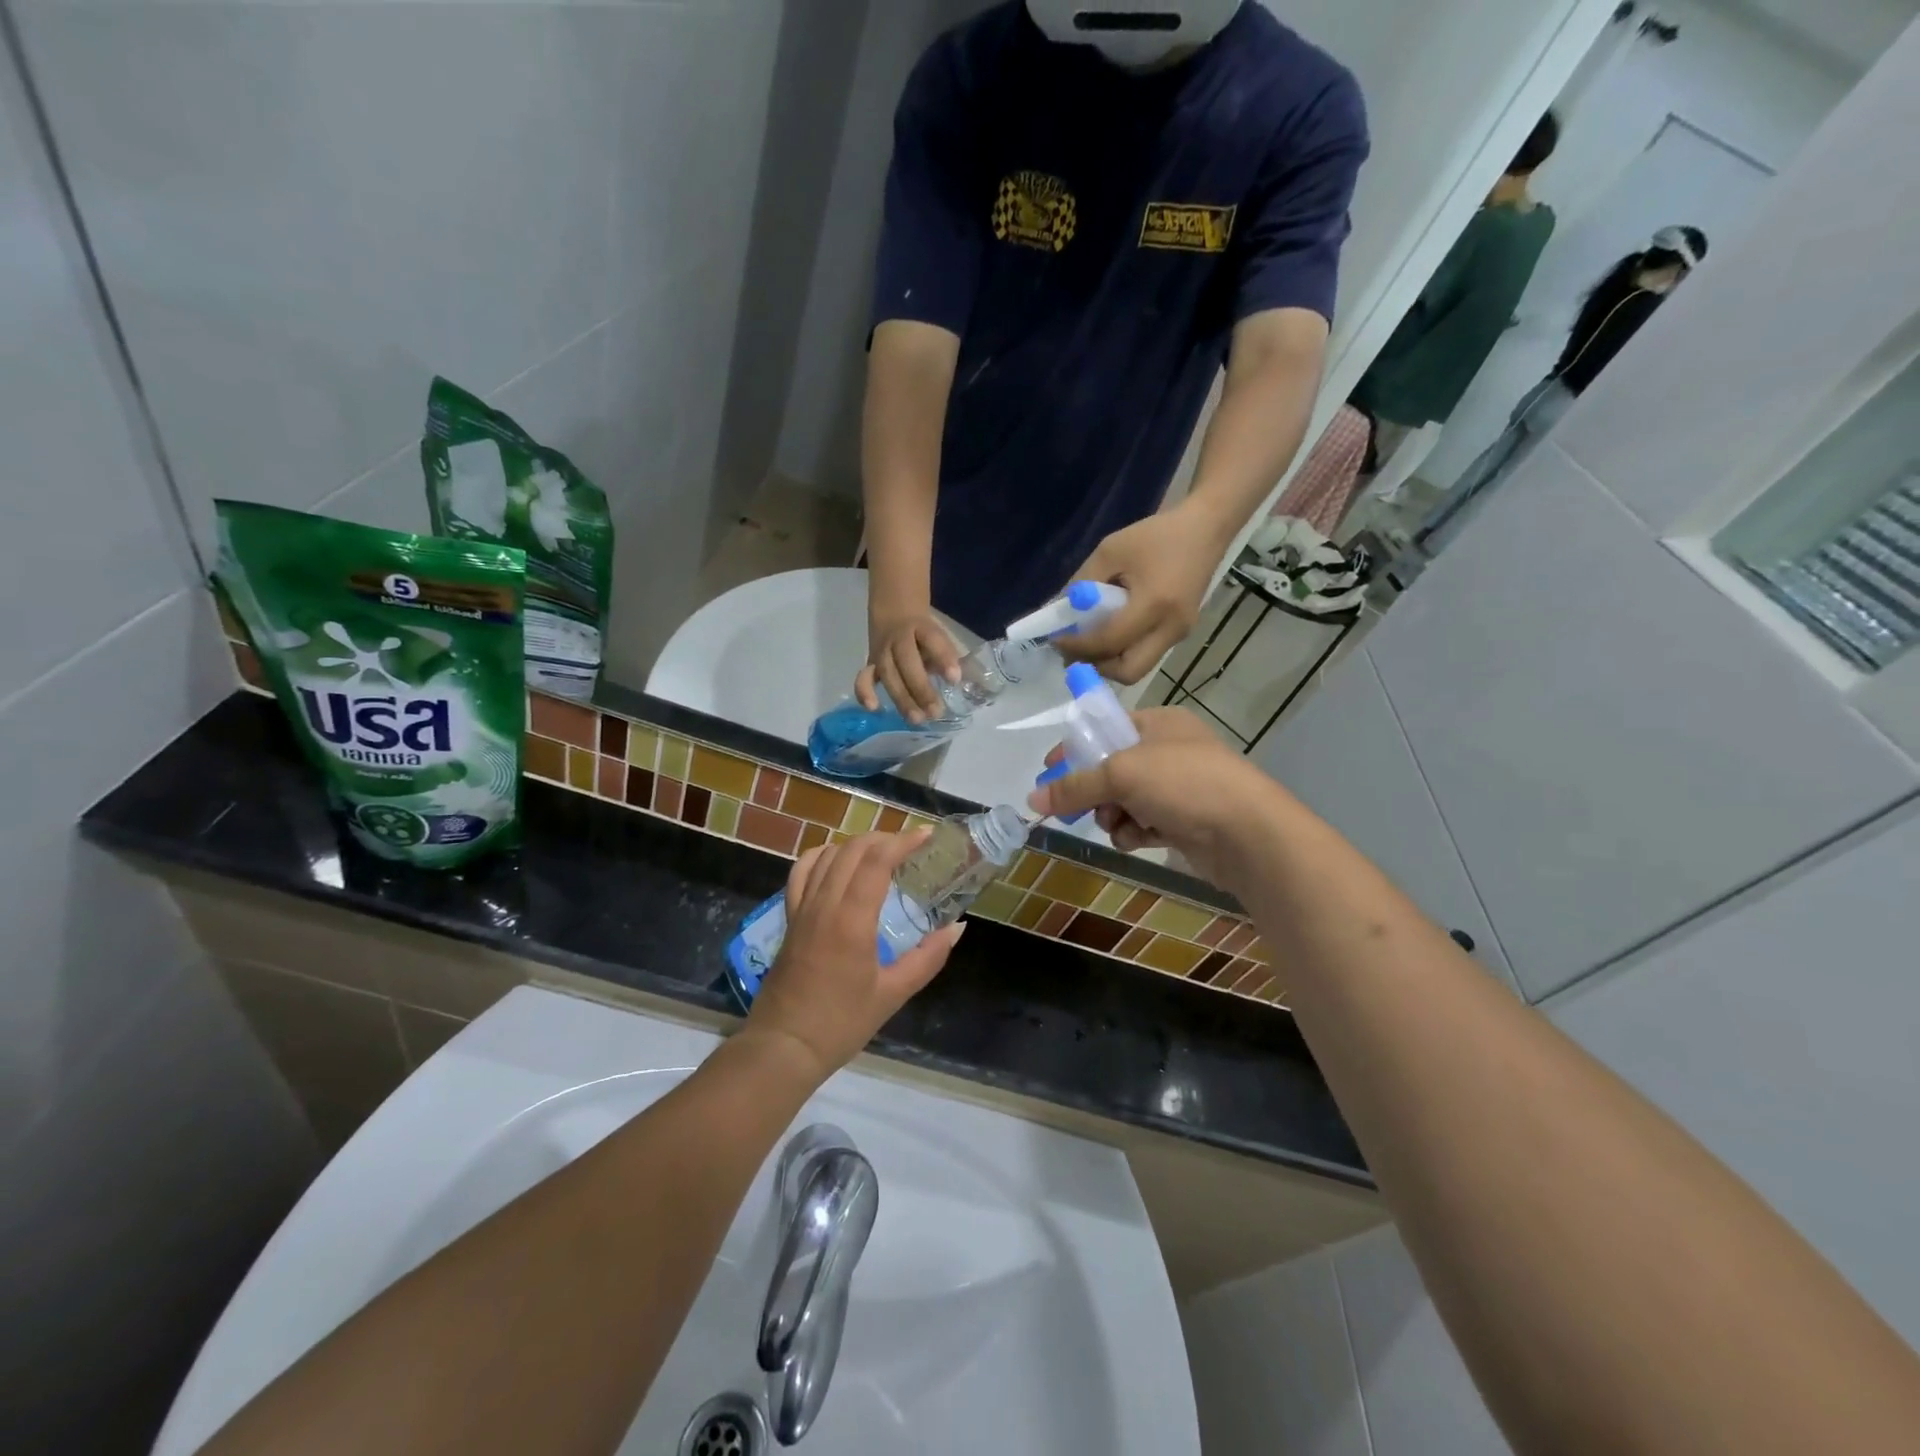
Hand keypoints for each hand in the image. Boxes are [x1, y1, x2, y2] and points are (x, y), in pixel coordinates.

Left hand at [746, 830, 964, 1080]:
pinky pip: (801, 872)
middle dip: (884, 838)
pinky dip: (822, 856)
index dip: (903, 842)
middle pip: (852, 850)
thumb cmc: (841, 1024)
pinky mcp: (789, 918)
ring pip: (827, 855)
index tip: (927, 836)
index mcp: (851, 921)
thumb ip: (927, 958)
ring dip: (856, 844)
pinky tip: (837, 862)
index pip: (876, 861)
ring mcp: (802, 909)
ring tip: (881, 852)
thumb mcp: (893, 994)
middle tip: (911, 846)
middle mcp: (824, 905)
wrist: (783, 1047)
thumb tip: (957, 928)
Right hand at [856, 608, 960, 721]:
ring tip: (916, 719)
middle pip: (907, 662)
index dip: (943, 658)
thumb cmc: (922, 631)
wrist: (893, 610)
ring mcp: (882, 651)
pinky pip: (864, 677)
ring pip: (888, 674)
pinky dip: (864, 692)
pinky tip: (873, 708)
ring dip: (901, 698)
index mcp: (921, 627)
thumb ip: (946, 656)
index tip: (955, 679)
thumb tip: (961, 683)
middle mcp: (898, 638)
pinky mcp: (871, 663)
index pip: (932, 639)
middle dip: (921, 688)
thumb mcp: (937, 635)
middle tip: (936, 712)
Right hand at [1027, 708, 1281, 886]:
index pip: (1105, 727)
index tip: (1048, 770)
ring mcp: (1179, 788)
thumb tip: (1031, 799)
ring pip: (1124, 800)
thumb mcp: (1121, 774)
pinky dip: (1134, 832)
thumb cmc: (1185, 784)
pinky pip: (1142, 823)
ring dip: (1113, 815)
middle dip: (1095, 790)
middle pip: (1111, 768)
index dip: (1075, 748)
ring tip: (1119, 824)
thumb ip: (1074, 786)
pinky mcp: (1184, 822)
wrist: (1248, 834)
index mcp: (1159, 723)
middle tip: (1079, 807)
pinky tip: (1138, 839)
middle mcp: (1169, 751)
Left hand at [1058, 503, 1229, 683]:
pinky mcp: (1182, 633)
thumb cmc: (1156, 535)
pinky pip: (1147, 654)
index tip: (1056, 639)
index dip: (1078, 646)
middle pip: (1129, 671)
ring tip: (1088, 644)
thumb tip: (1060, 612)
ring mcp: (1180, 634)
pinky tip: (1109, 634)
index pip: (1109, 641)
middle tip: (1075, 651)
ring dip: (1110, 662)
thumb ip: (1082, 582)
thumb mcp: (1110, 551)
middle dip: (1097, 667)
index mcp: (1154, 605)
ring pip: (1138, 668)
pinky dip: (1124, 652)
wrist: (1206, 529)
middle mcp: (1171, 628)